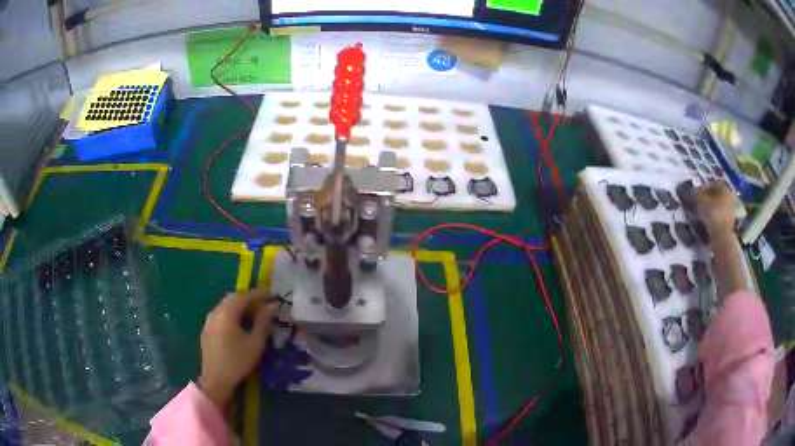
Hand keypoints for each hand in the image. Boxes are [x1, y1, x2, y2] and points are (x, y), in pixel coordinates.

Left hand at [199, 289, 276, 408]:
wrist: (216, 379)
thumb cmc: (238, 361)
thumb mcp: (255, 343)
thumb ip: (263, 322)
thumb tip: (271, 308)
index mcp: (227, 312)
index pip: (245, 296)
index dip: (259, 294)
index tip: (272, 297)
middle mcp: (216, 311)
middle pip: (233, 298)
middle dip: (249, 299)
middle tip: (264, 306)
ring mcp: (209, 320)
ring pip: (226, 306)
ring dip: (240, 306)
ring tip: (253, 316)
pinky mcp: (207, 329)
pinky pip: (220, 314)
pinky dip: (232, 314)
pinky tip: (239, 325)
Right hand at [695, 181, 736, 237]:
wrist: (721, 236)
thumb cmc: (712, 213)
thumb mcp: (700, 201)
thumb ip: (696, 193)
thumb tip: (692, 190)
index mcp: (725, 187)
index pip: (712, 183)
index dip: (703, 188)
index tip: (696, 194)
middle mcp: (730, 195)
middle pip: (717, 194)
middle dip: (708, 198)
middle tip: (699, 203)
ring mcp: (732, 209)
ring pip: (719, 205)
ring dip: (712, 207)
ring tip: (703, 213)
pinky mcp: (731, 221)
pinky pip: (721, 215)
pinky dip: (715, 216)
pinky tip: (708, 220)